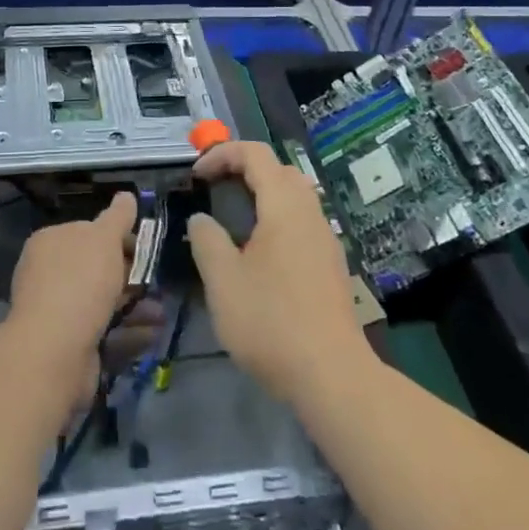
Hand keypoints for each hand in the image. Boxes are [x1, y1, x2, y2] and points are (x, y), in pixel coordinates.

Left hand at [7, 194, 159, 423]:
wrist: (54, 350)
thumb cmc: (80, 282)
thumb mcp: (103, 238)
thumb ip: (118, 217)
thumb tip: (127, 195)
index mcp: (51, 242)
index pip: (87, 231)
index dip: (118, 237)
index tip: (145, 247)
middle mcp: (48, 274)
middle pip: (96, 269)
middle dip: (130, 275)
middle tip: (159, 282)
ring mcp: (57, 312)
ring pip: (103, 303)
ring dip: (135, 305)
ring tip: (163, 312)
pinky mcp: (69, 345)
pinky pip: (104, 332)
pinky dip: (129, 332)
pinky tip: (153, 334)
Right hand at [189, 142, 371, 404]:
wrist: (332, 375)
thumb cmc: (271, 322)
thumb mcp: (223, 281)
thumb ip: (207, 240)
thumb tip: (202, 220)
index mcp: (284, 207)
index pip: (255, 154)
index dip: (222, 154)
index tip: (196, 176)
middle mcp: (310, 213)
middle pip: (279, 170)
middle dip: (244, 168)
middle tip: (214, 188)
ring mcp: (325, 239)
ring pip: (294, 196)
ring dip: (262, 194)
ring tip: (232, 218)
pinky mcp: (331, 265)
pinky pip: (301, 222)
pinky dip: (276, 217)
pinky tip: (259, 252)